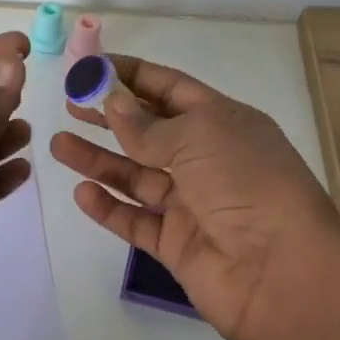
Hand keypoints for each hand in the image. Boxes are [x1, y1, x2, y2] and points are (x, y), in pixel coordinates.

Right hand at [49, 56, 339, 339]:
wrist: (281, 272)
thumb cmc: (246, 185)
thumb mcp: (198, 137)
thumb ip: (147, 124)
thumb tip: (112, 99)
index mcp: (223, 123)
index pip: (170, 88)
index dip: (130, 75)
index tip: (89, 68)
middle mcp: (207, 159)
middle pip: (148, 131)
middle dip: (109, 116)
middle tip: (69, 105)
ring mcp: (191, 203)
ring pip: (135, 175)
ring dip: (98, 160)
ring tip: (58, 144)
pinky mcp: (176, 243)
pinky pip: (135, 220)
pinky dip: (108, 207)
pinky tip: (81, 193)